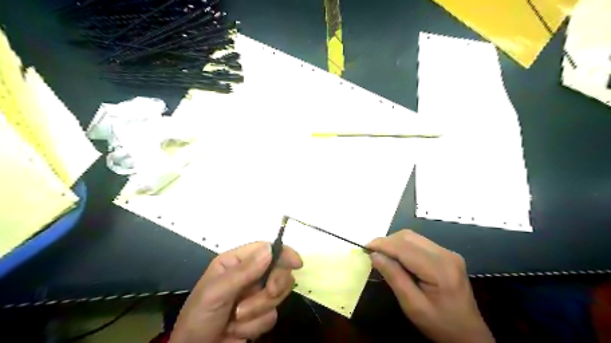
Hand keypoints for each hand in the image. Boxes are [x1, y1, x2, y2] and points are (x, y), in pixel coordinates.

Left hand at [168, 241, 300, 342]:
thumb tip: (270, 249)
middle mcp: (249, 275)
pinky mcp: (260, 315)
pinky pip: (272, 316)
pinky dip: (255, 325)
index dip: (283, 254)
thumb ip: (244, 271)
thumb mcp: (217, 292)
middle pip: (278, 271)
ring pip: (277, 295)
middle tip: (269, 292)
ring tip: (236, 318)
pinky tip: (237, 330)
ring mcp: (256, 295)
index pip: (266, 249)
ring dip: (258, 309)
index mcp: (236, 262)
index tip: (297, 263)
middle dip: (274, 285)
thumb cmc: (200, 317)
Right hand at [367, 229, 490, 342]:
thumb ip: (394, 277)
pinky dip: (404, 246)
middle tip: (372, 253)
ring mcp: (448, 253)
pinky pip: (419, 243)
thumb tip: (374, 255)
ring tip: (382, 255)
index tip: (365, 248)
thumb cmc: (440, 324)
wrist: (468, 335)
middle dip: (387, 242)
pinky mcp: (447, 255)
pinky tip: (397, 258)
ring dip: (394, 243)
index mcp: (440, 269)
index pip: (405, 247)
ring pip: (413, 237)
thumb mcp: (413, 305)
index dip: (382, 244)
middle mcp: (446, 254)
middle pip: (409, 237)